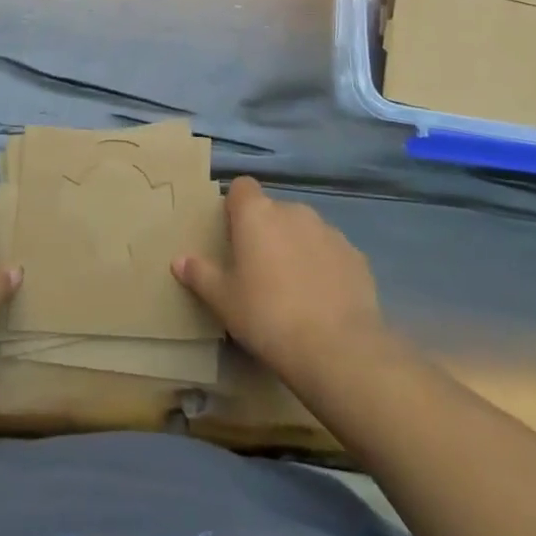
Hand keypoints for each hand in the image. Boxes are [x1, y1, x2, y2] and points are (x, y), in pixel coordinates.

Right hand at [174, 176, 384, 385]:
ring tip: (292, 288)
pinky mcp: (355, 255)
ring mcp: (329, 231)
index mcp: (257, 214)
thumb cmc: (267, 316)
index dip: (235, 206)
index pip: (242, 187)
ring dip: (296, 248)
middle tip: (258, 270)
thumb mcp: (224, 301)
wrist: (337, 347)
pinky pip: (331, 252)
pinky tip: (322, 300)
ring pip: (304, 230)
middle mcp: (293, 211)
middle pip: (274, 211)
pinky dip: (324, 267)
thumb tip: (179, 260)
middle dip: (266, 232)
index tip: (232, 234)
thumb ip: (201, 275)